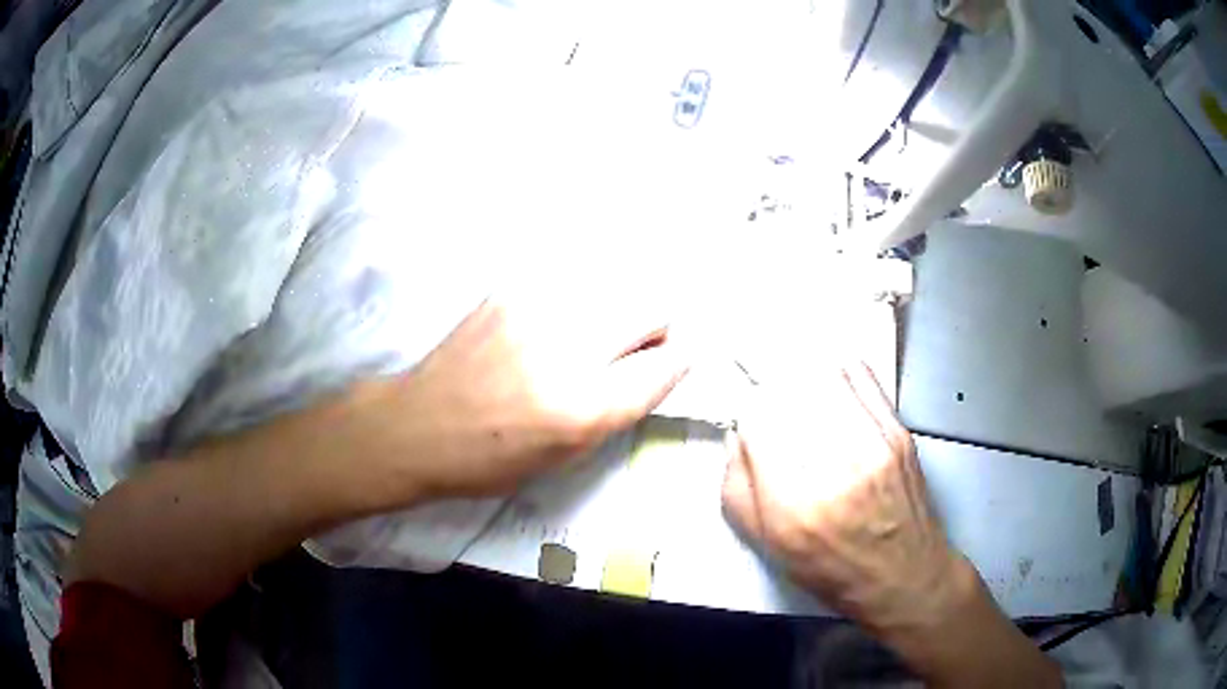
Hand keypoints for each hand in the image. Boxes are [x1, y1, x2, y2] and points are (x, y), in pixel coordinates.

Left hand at [368, 295, 689, 498]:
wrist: (416, 425)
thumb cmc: (489, 460)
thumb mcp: (566, 457)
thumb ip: (619, 408)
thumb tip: (657, 365)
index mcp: (582, 407)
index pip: (665, 365)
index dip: (677, 362)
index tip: (671, 362)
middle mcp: (565, 348)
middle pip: (651, 306)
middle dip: (657, 327)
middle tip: (634, 347)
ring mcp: (535, 308)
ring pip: (617, 283)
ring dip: (620, 307)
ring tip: (593, 332)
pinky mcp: (510, 288)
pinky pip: (574, 280)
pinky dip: (582, 297)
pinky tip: (555, 322)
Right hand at [722, 363, 1061, 686]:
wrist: (904, 575)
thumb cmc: (832, 570)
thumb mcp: (768, 547)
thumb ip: (738, 489)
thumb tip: (737, 435)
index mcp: (794, 505)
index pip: (759, 419)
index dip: (746, 409)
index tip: (746, 414)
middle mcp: (837, 467)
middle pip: (791, 389)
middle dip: (771, 385)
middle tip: (765, 392)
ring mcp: (874, 444)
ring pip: (825, 375)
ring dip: (801, 373)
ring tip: (793, 382)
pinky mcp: (898, 432)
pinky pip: (861, 377)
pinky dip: (837, 371)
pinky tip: (828, 382)